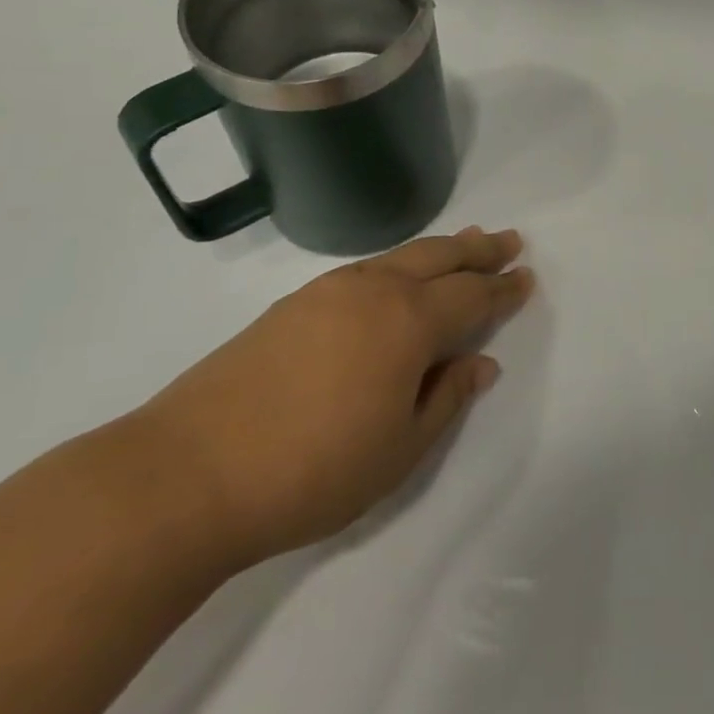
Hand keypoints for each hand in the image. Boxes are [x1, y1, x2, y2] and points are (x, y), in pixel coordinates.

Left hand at [139, 227, 533, 567]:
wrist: (187, 473)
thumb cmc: (313, 471)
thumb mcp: (400, 449)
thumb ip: (446, 399)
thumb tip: (480, 362)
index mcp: (409, 322)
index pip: (471, 295)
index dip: (503, 288)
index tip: (526, 276)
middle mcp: (374, 291)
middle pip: (439, 257)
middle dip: (478, 250)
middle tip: (508, 241)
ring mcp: (328, 291)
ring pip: (400, 256)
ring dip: (439, 249)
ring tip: (464, 243)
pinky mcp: (293, 304)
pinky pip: (367, 268)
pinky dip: (399, 263)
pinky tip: (398, 275)